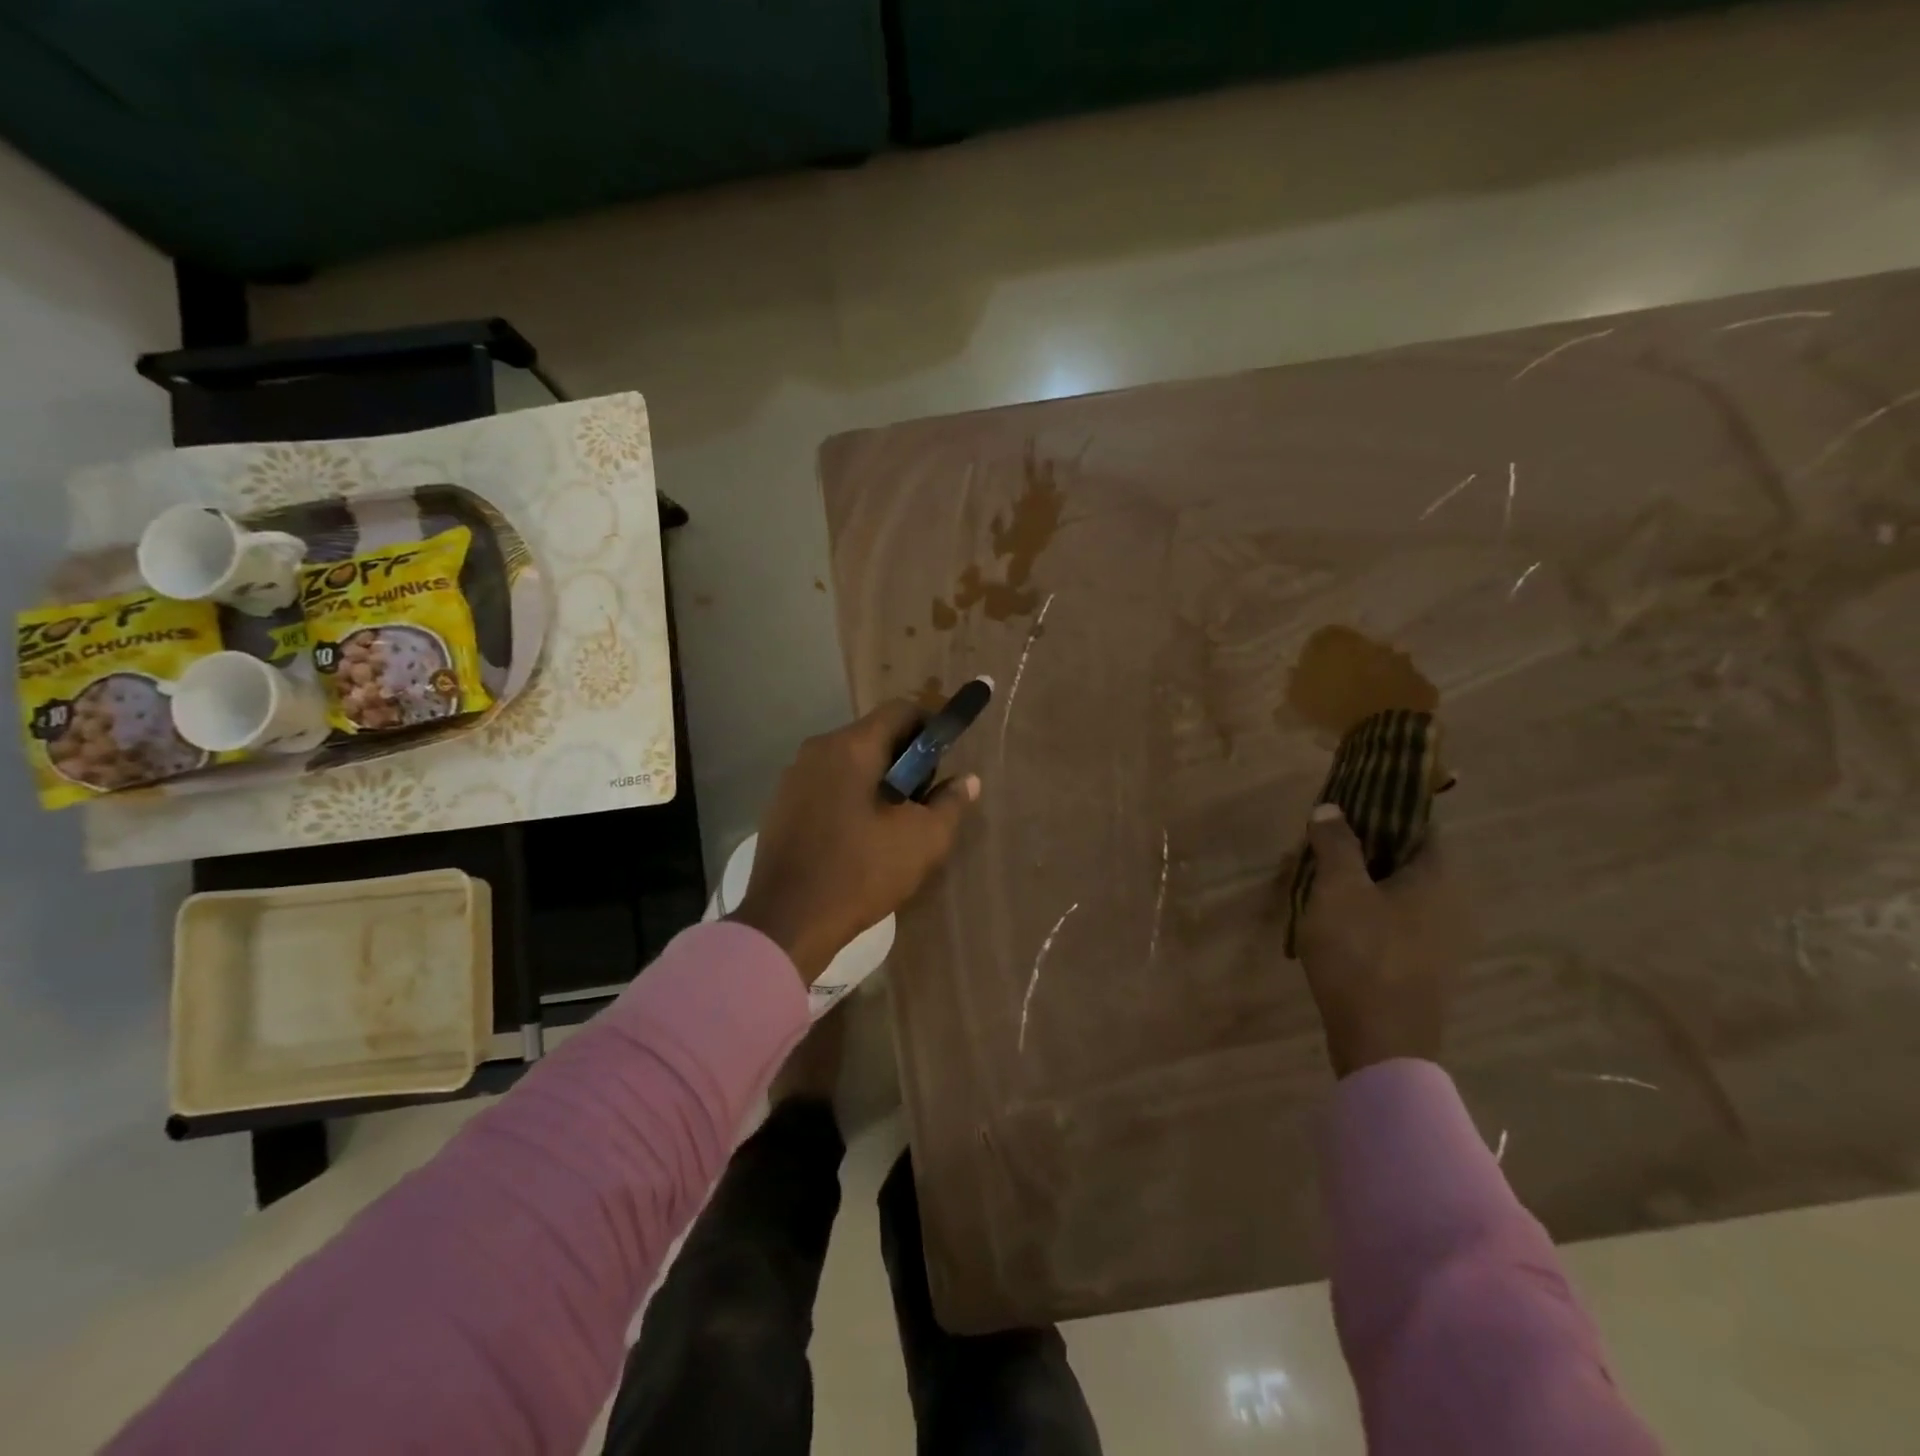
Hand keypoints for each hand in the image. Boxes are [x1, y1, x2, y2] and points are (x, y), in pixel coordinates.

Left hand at [731, 701, 980, 983]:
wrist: (787, 923)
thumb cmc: (861, 873)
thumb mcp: (922, 840)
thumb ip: (950, 803)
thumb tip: (967, 780)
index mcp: (851, 747)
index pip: (901, 710)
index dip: (932, 725)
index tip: (949, 756)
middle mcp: (817, 750)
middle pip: (874, 735)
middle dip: (906, 759)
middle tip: (926, 798)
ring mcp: (793, 777)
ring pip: (850, 762)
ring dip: (879, 780)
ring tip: (895, 823)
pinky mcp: (781, 805)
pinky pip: (827, 785)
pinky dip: (851, 796)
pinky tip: (860, 836)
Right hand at [1295, 804, 1471, 1077]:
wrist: (1381, 1042)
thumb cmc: (1362, 953)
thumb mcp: (1339, 889)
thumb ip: (1336, 844)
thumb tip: (1331, 808)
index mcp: (1439, 877)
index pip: (1417, 824)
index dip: (1379, 810)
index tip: (1342, 808)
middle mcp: (1452, 903)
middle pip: (1405, 858)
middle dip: (1361, 846)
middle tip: (1319, 843)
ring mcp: (1441, 939)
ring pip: (1397, 891)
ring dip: (1360, 880)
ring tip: (1317, 879)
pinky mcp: (1424, 966)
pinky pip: (1395, 921)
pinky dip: (1366, 910)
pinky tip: (1332, 918)